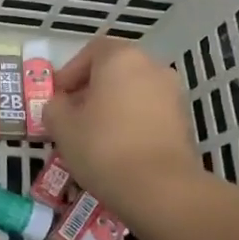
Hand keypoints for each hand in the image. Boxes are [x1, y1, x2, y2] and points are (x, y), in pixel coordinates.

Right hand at [43, 39, 199, 220]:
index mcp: (121, 58)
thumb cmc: (103, 147)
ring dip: (112, 107)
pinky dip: (132, 123)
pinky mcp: (184, 121)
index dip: (70, 72)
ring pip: (133, 92)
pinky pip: (149, 113)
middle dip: (91, 91)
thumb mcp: (62, 126)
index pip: (92, 51)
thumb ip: (54, 107)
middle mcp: (152, 67)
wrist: (159, 188)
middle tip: (72, 117)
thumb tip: (60, 106)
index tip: (58, 98)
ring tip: (93, 137)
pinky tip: (118, 149)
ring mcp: (173, 94)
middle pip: (114, 71)